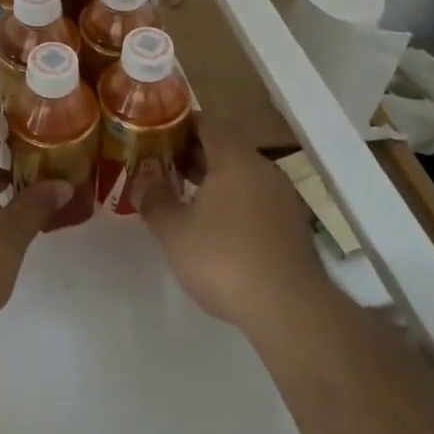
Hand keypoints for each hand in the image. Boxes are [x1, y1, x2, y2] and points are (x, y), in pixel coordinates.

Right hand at [134, 125, 324, 332]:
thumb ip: (154, 200)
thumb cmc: (225, 259)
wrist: (290, 310)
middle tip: (161, 165)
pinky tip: (215, 227)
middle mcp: (263, 169)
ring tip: (183, 196)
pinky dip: (233, 202)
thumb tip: (140, 180)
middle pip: (225, 149)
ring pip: (241, 176)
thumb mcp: (175, 232)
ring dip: (213, 180)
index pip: (207, 123)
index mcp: (235, 159)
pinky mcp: (292, 226)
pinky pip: (256, 200)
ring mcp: (282, 198)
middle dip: (192, 154)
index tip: (156, 134)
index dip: (179, 125)